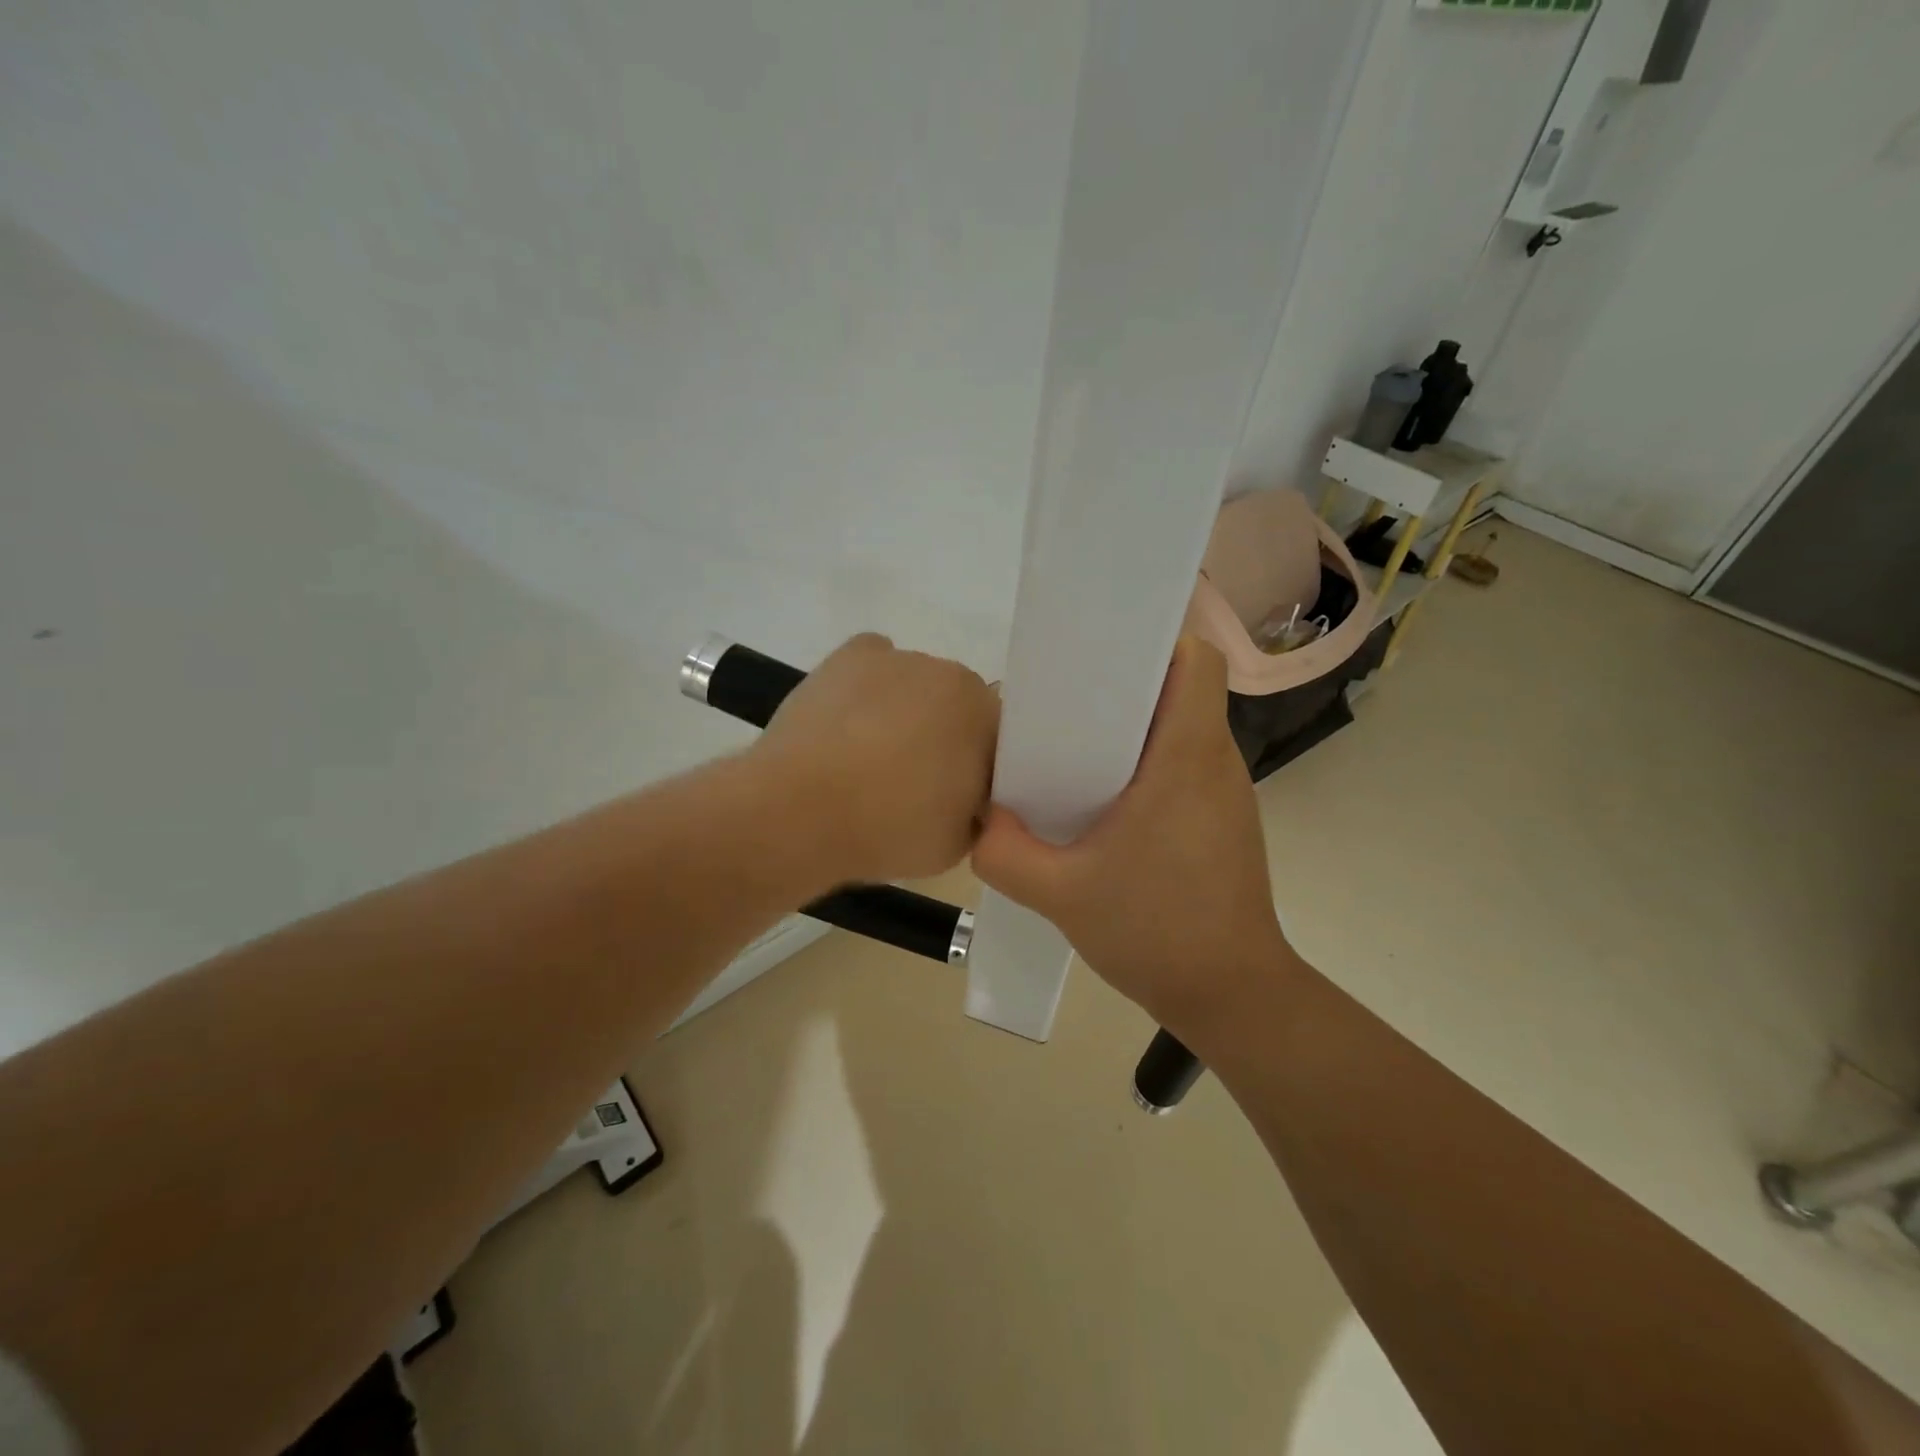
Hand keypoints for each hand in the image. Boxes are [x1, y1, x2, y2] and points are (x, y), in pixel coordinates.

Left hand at [754, 634, 999, 884]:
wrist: (799, 811)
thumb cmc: (888, 830)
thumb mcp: (959, 843)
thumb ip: (978, 811)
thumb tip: (969, 796)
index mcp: (985, 715)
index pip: (999, 736)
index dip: (981, 766)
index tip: (959, 796)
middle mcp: (949, 674)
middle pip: (958, 704)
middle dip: (945, 734)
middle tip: (916, 778)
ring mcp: (897, 659)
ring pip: (916, 684)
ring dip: (906, 710)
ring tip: (869, 753)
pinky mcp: (849, 656)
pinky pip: (874, 662)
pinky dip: (870, 684)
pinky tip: (852, 718)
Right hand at [971, 636, 1291, 1035]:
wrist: (1230, 995)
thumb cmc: (1154, 932)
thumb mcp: (1060, 894)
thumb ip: (1004, 851)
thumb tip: (980, 818)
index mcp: (1186, 758)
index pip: (1196, 662)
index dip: (1154, 646)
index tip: (1101, 660)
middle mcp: (1216, 762)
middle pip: (1183, 689)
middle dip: (1126, 685)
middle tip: (1066, 705)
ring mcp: (1226, 793)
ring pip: (1184, 727)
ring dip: (1136, 727)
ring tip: (1077, 751)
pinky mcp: (1223, 820)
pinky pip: (1186, 764)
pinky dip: (1149, 763)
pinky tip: (1106, 802)